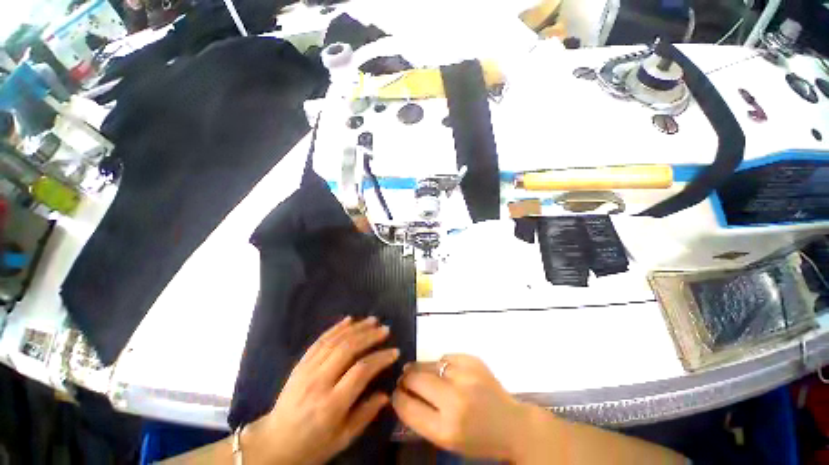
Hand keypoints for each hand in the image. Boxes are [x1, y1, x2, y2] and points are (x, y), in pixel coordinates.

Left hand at [244, 316, 398, 464]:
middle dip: (370, 336)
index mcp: (331, 404)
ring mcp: (307, 370)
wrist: (274, 444)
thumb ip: (365, 414)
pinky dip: (336, 328)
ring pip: (335, 341)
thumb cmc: (312, 446)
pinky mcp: (300, 364)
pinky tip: (349, 320)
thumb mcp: (342, 439)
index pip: (361, 371)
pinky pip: (320, 341)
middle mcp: (319, 382)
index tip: (395, 352)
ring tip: (372, 320)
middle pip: (348, 349)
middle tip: (385, 329)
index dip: (380, 358)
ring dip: (356, 328)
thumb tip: (387, 394)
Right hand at [392, 354, 528, 460]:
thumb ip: (422, 418)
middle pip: (415, 379)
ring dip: (421, 369)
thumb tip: (402, 394)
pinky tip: (447, 372)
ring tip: (420, 372)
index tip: (395, 393)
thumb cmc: (477, 438)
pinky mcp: (473, 361)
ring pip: (429, 364)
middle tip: (404, 379)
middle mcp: (455, 400)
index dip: (397, 397)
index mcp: (446, 429)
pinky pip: (446, 357)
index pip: (408, 407)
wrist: (512, 424)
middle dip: (405, 379)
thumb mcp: (447, 440)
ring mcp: (465, 376)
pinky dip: (441, 364)